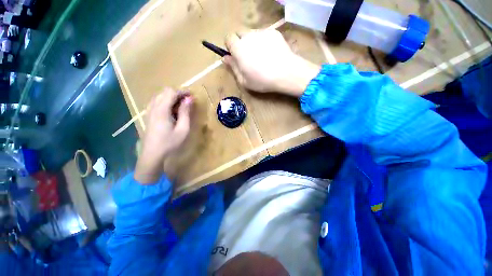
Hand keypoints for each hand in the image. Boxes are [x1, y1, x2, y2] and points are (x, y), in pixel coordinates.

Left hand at [135, 88, 192, 183]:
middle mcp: (153, 107)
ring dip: (171, 97)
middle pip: (165, 92)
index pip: (171, 92)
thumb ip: (185, 113)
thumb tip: (189, 99)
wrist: (152, 154)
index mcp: (162, 110)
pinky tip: (171, 111)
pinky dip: (165, 102)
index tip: (192, 96)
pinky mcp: (148, 115)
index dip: (182, 92)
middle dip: (177, 94)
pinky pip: (156, 102)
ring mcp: (149, 111)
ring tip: (181, 106)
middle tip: (188, 102)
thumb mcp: (183, 129)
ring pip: (160, 96)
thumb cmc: (170, 143)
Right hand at [223, 29, 320, 96]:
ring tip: (261, 56)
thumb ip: (233, 68)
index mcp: (239, 49)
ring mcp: (262, 32)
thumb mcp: (244, 81)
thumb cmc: (262, 80)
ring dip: (252, 42)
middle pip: (239, 34)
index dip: (230, 46)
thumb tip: (225, 58)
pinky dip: (264, 42)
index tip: (235, 55)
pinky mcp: (273, 32)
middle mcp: (248, 36)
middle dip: (240, 43)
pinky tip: (271, 53)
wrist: (285, 73)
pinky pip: (264, 35)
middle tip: (248, 57)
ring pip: (252, 34)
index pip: (228, 38)